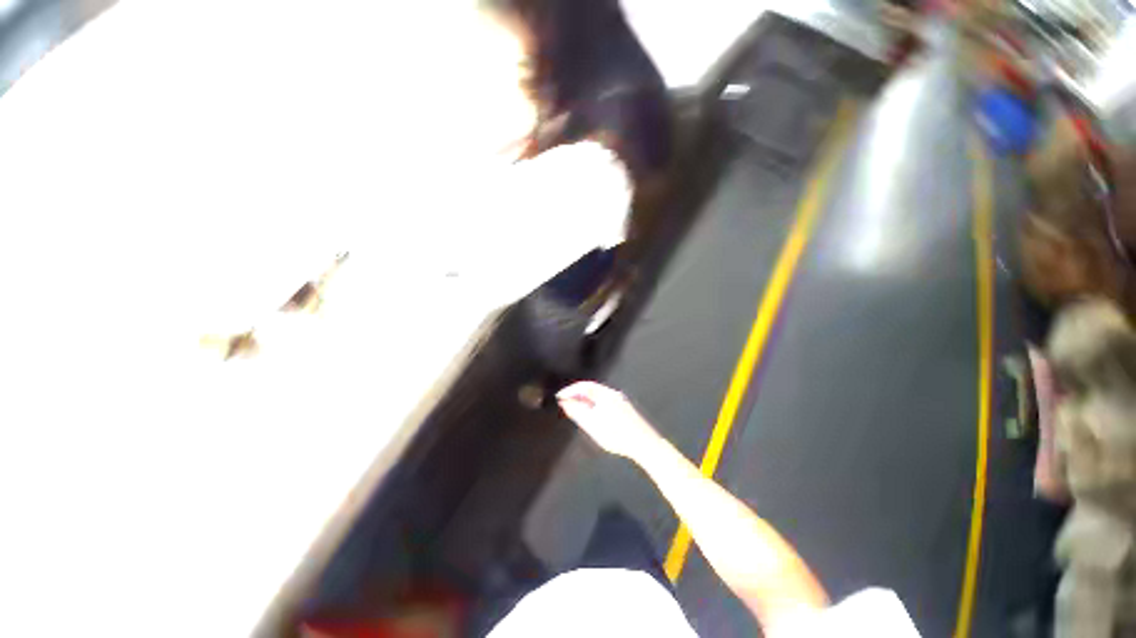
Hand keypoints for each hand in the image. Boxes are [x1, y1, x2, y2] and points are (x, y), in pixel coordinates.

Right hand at [556, 381, 660, 458]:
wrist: (644, 444)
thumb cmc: (617, 435)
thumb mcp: (592, 425)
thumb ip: (577, 412)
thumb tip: (565, 403)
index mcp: (605, 395)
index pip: (584, 386)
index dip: (570, 390)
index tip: (560, 396)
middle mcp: (613, 394)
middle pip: (591, 389)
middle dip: (577, 394)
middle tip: (565, 401)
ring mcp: (620, 401)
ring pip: (598, 396)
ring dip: (585, 400)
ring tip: (575, 409)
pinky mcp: (624, 409)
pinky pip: (604, 401)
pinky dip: (593, 404)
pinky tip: (591, 415)